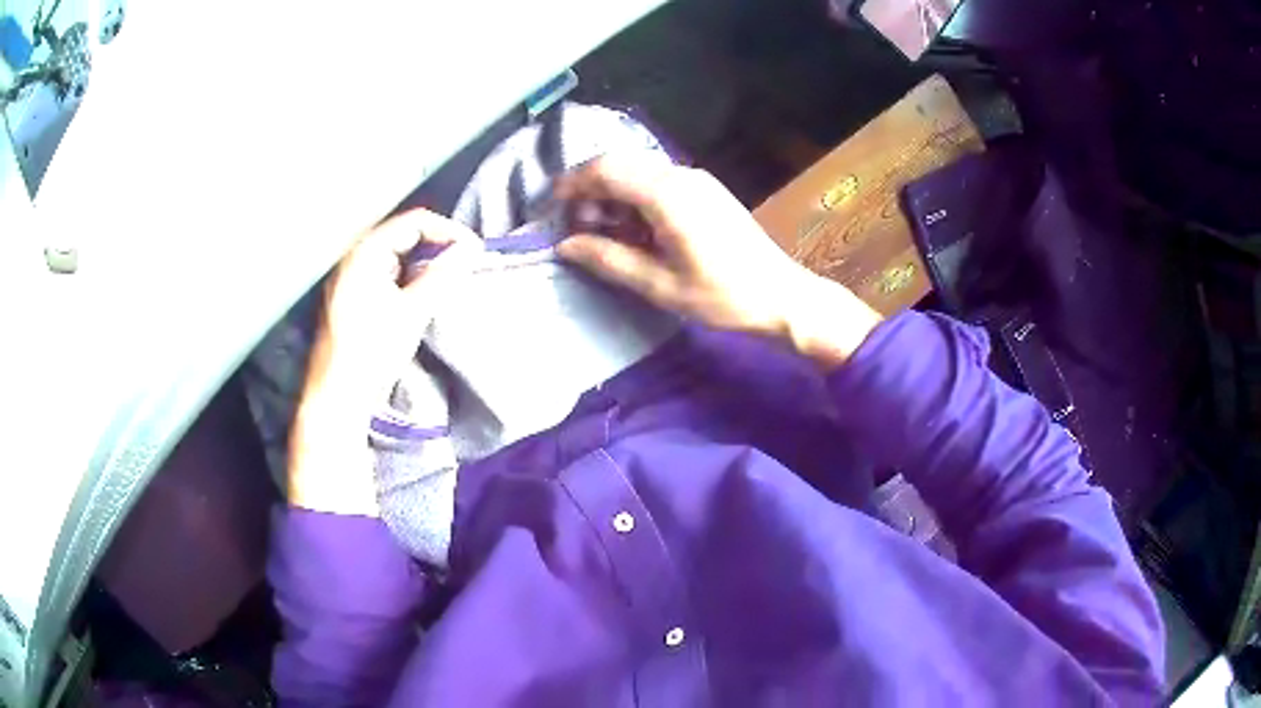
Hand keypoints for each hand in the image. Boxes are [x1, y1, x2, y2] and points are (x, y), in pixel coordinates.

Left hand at [289, 209, 481, 514]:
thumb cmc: (372, 351)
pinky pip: (387, 273)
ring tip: (450, 277)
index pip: (414, 223)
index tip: (475, 251)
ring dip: (425, 262)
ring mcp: (351, 278)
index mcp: (365, 253)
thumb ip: (442, 276)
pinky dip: (410, 277)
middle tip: (465, 262)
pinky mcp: (353, 298)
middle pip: (404, 234)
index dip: (448, 231)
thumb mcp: (412, 311)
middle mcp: (354, 257)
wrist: (339, 396)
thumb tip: (470, 249)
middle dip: (437, 244)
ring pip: (396, 255)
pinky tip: (423, 294)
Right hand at [555, 154, 881, 367]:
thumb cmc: (723, 297)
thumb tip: (564, 245)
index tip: (549, 209)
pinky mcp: (705, 190)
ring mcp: (696, 180)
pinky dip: (633, 200)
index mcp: (667, 194)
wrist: (782, 297)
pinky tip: (632, 231)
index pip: (605, 170)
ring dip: (611, 196)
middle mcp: (680, 175)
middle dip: (589, 191)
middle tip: (576, 229)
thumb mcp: (659, 285)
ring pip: (637, 173)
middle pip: (619, 165)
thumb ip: (607, 260)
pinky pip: (657, 183)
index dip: (571, 185)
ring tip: (601, 235)